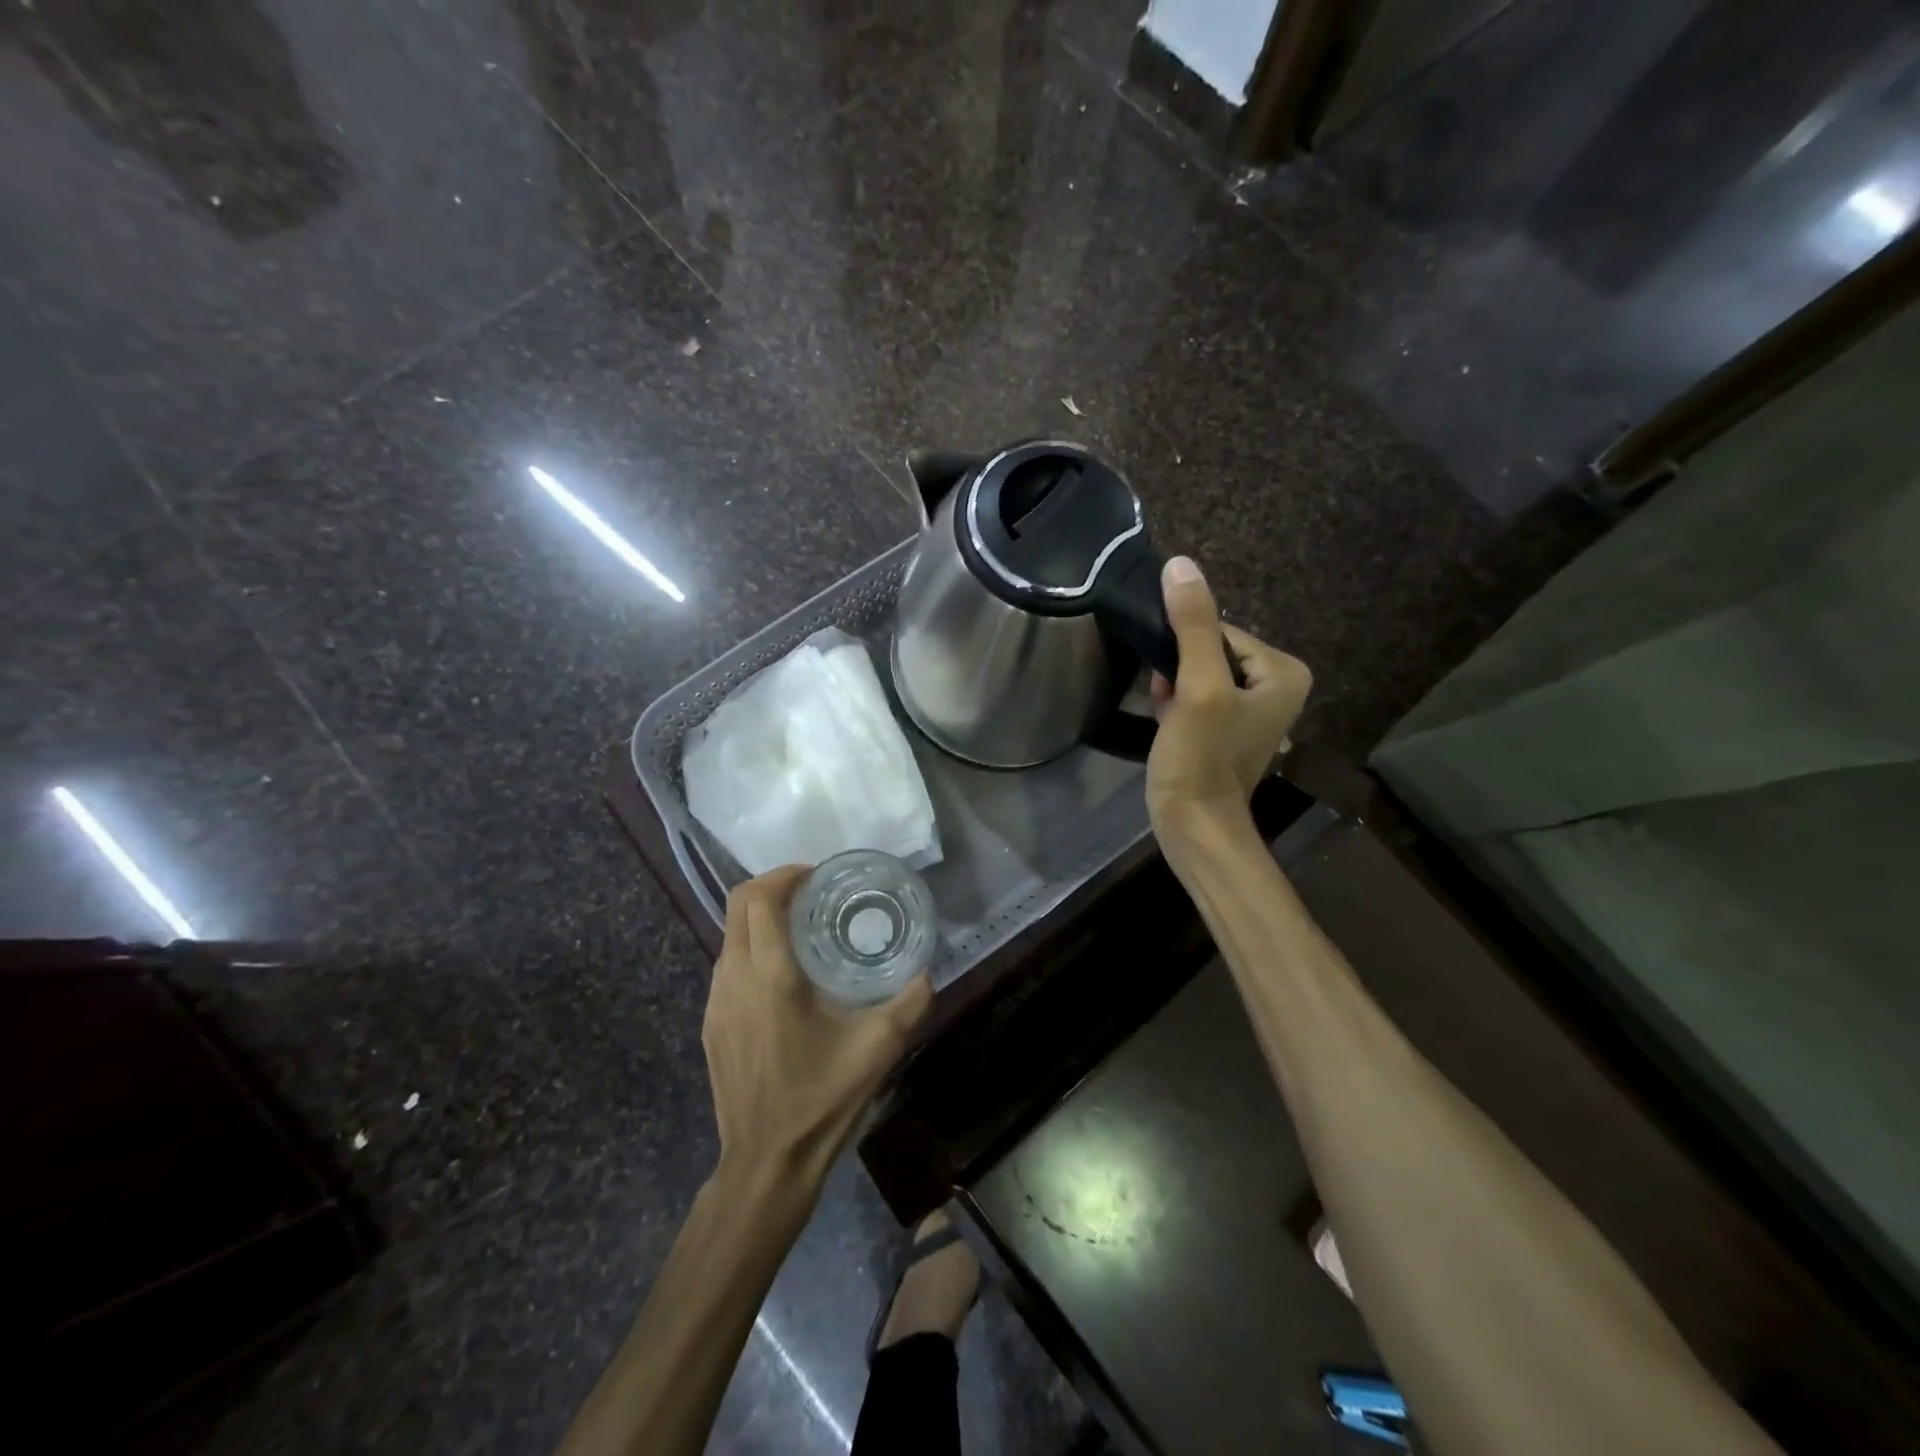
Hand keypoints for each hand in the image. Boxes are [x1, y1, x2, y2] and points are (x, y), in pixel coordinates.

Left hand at [702, 865, 933, 1191]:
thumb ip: (909, 1003)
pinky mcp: (711, 1023)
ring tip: (801, 927)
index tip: (816, 875)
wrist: (765, 1164)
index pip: (759, 899)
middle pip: (737, 906)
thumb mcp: (877, 1049)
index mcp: (769, 977)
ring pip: (729, 935)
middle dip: (771, 886)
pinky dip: (751, 948)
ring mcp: (715, 1002)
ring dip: (760, 918)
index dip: (784, 874)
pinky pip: (727, 965)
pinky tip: (783, 974)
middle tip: (811, 892)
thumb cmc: (820, 1101)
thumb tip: (926, 973)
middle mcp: (734, 979)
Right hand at [1146, 556, 1311, 834]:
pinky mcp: (1225, 730)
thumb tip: (1180, 564)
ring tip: (1164, 708)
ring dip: (1174, 683)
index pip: (1223, 631)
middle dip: (1180, 667)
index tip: (1168, 673)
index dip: (1187, 647)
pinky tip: (1163, 715)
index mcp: (1284, 672)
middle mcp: (1276, 686)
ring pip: (1200, 673)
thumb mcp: (1198, 686)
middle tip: (1167, 696)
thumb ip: (1192, 625)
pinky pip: (1198, 696)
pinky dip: (1176, 700)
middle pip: (1211, 651)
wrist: (1193, 825)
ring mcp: (1250, 711)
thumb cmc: (1202, 756)